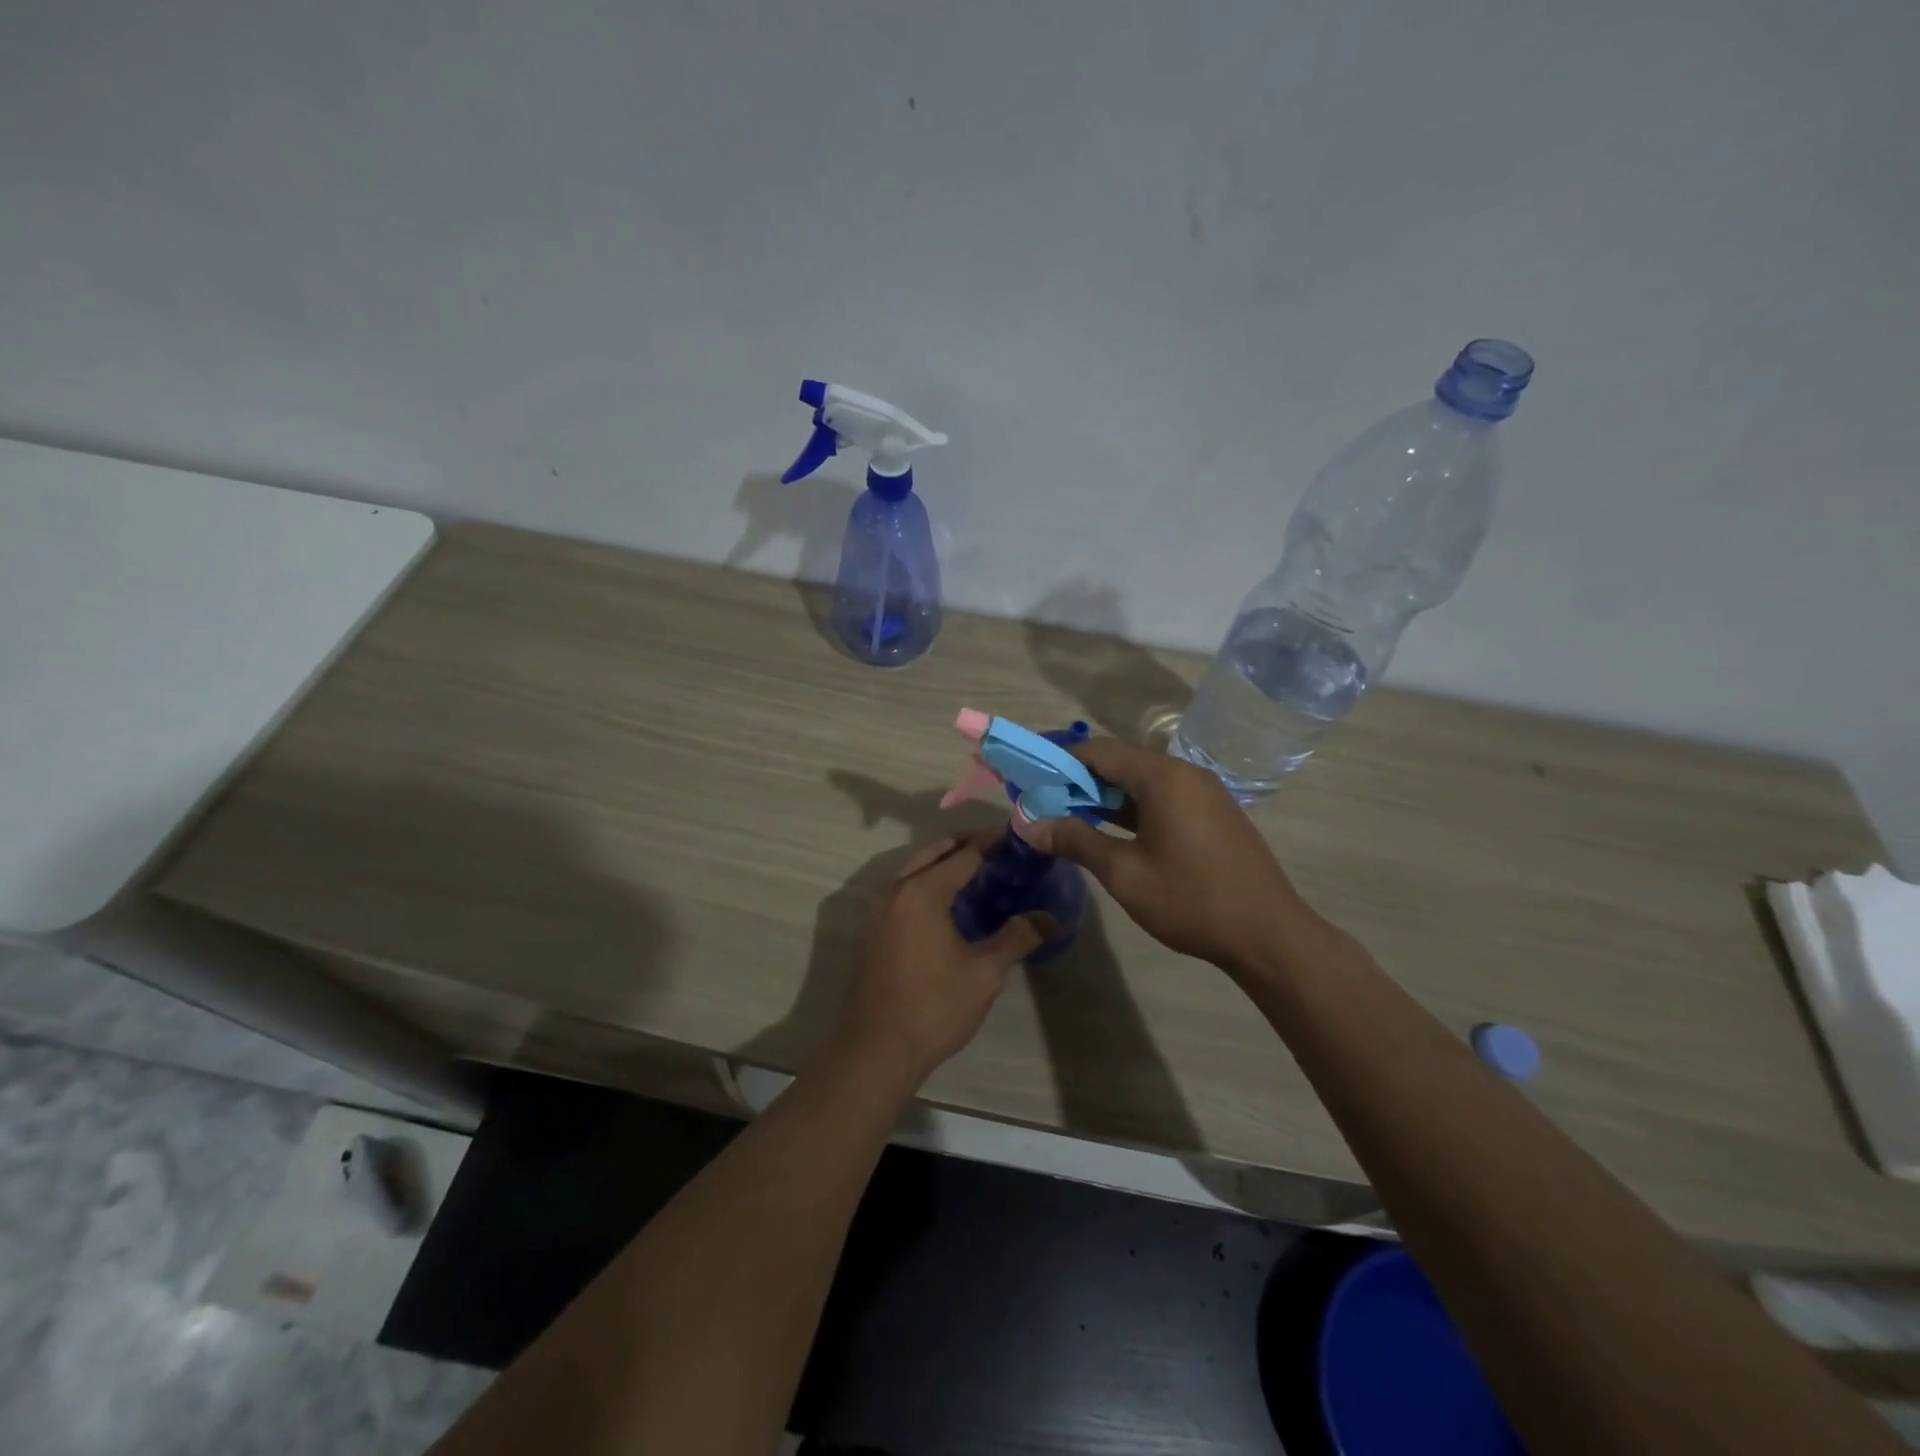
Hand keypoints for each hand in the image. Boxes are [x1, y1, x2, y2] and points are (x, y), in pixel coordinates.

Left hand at [832, 836, 1044, 1089]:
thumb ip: (1017, 937)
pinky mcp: (872, 928)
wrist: (876, 1050)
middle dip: (964, 844)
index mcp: (922, 892)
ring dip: (942, 861)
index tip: (1016, 836)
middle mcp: (895, 890)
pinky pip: (902, 887)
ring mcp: (878, 908)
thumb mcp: (985, 973)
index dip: (991, 843)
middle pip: (933, 852)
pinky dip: (925, 879)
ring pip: (913, 868)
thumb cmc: (934, 1008)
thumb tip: (1050, 918)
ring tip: (975, 868)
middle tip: (997, 847)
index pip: (963, 855)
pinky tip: (947, 900)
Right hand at [1013, 738, 1309, 975]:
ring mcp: (1203, 793)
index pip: (1099, 751)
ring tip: (1070, 819)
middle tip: (1045, 805)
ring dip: (1105, 796)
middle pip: (1120, 762)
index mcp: (1162, 777)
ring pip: (1141, 782)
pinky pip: (1162, 798)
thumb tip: (1028, 824)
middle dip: (1079, 780)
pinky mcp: (1212, 814)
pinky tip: (1112, 832)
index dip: (1060, 762)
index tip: (1032, 782)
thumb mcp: (1124, 873)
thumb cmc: (1191, 900)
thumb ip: (1075, 841)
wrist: (1268, 935)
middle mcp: (1184, 774)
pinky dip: (1132, 808)